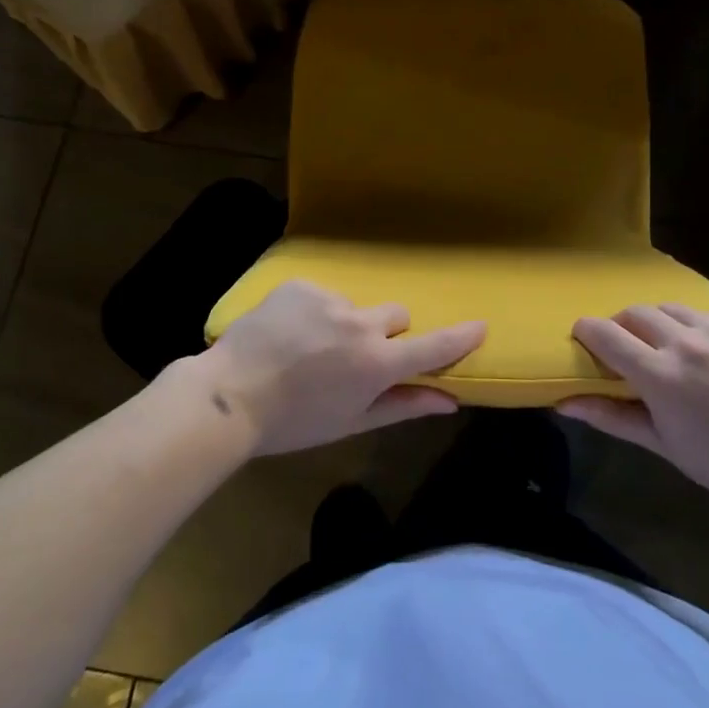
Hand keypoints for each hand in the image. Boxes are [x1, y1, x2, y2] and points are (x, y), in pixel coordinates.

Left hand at [177, 282, 484, 455]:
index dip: (460, 337)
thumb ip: (403, 405)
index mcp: (376, 363)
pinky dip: (313, 311)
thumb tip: (450, 401)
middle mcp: (360, 323)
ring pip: (355, 305)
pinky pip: (322, 295)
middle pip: (395, 316)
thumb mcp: (351, 422)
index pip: (432, 346)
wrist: (228, 396)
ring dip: (344, 323)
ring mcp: (329, 299)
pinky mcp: (301, 285)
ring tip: (307, 349)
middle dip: (385, 334)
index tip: (480, 326)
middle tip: (353, 360)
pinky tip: (287, 333)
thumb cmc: (294, 422)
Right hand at [561, 304, 708, 510]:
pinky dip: (698, 329)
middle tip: (629, 348)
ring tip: (670, 347)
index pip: (605, 333)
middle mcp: (686, 342)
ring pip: (671, 308)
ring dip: (659, 323)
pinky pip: (708, 314)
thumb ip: (611, 416)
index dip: (587, 331)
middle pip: (635, 312)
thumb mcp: (661, 442)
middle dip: (622, 326)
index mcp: (660, 375)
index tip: (584, 339)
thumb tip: (563, 404)